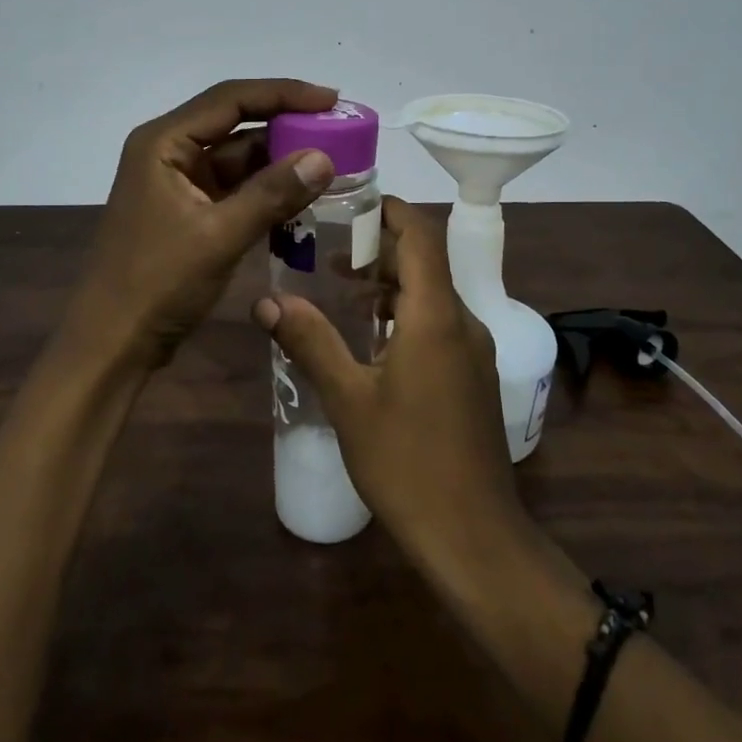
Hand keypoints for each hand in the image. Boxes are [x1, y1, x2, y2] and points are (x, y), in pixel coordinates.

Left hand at [75, 78, 339, 366]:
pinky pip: (235, 186)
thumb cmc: (157, 283)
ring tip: (331, 159)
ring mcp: (178, 181)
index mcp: (164, 142)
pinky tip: (303, 193)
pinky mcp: (188, 209)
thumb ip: (272, 193)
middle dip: (286, 123)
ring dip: (280, 158)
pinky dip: (267, 188)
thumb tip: (323, 157)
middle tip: (338, 129)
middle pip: (235, 122)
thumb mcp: (219, 236)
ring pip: (238, 156)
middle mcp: (169, 151)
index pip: (231, 99)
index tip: (332, 100)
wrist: (112, 343)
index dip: (284, 93)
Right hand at [253, 197, 523, 567]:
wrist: (474, 536)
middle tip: (327, 252)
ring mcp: (473, 351)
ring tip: (340, 290)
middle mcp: (462, 321)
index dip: (390, 210)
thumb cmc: (407, 462)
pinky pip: (439, 323)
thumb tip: (266, 300)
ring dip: (390, 284)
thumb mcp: (349, 400)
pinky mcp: (473, 376)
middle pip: (425, 261)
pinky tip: (371, 340)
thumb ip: (311, 342)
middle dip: (379, 249)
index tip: (349, 205)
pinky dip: (405, 314)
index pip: (422, 234)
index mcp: (436, 315)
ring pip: (432, 294)